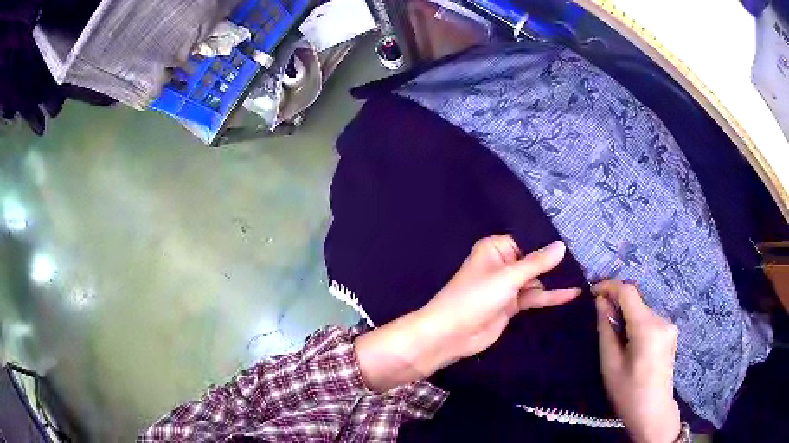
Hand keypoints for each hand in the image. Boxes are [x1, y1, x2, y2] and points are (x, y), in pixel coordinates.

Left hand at [356, 236, 580, 391]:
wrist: (451, 335)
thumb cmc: (475, 298)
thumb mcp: (508, 277)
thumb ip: (536, 263)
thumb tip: (561, 245)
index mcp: (495, 248)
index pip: (527, 239)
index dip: (548, 242)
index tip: (575, 239)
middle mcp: (502, 264)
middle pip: (534, 260)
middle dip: (556, 262)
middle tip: (585, 258)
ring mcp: (507, 286)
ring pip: (536, 280)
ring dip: (555, 280)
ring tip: (584, 274)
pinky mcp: (511, 305)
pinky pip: (534, 297)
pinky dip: (550, 296)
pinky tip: (571, 293)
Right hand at [593, 280, 681, 442]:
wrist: (653, 412)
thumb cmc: (628, 393)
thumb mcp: (610, 365)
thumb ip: (606, 330)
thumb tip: (600, 302)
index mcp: (647, 328)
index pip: (628, 292)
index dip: (609, 286)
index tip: (592, 292)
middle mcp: (661, 320)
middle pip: (636, 301)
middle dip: (616, 303)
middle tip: (598, 315)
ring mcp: (669, 326)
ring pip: (642, 310)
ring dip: (626, 315)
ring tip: (612, 334)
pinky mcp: (670, 333)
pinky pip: (649, 319)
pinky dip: (636, 323)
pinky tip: (628, 341)